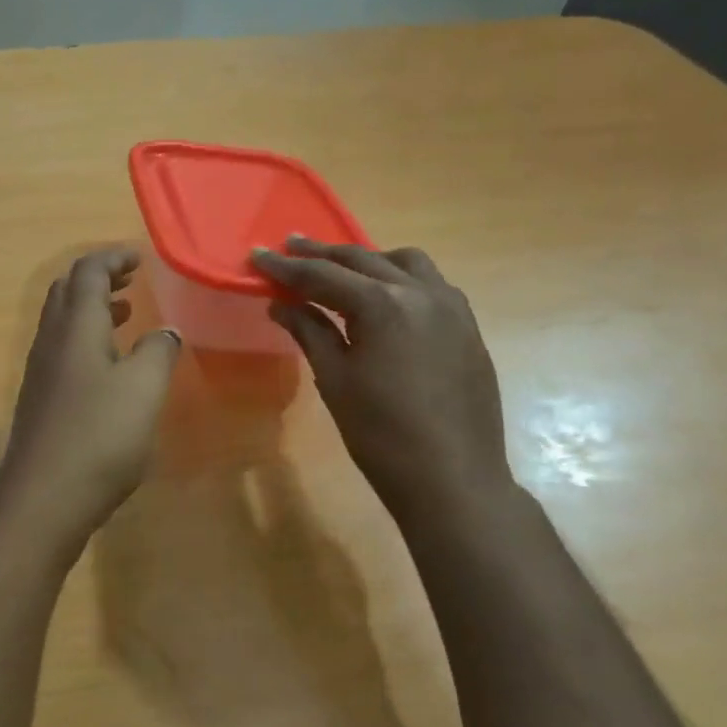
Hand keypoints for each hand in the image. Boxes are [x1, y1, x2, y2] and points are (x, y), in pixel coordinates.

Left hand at [0, 248, 180, 548]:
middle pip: (67, 292)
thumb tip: (166, 332)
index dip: (113, 258)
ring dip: (92, 309)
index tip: (140, 257)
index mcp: (75, 327)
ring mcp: (41, 372)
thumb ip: (158, 352)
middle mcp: (51, 341)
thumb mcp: (143, 389)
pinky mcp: (41, 401)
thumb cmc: (99, 436)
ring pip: (63, 323)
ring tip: (125, 313)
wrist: (44, 498)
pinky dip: (86, 340)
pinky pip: (62, 351)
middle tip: (131, 279)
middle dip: (98, 277)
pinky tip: (108, 366)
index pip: (88, 272)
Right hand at [252, 237, 512, 518]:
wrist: (451, 477)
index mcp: (383, 305)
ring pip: (405, 263)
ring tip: (342, 270)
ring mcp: (452, 307)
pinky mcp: (468, 327)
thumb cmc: (380, 434)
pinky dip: (401, 279)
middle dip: (322, 254)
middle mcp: (421, 292)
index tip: (257, 256)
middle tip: (290, 248)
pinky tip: (387, 299)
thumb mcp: (336, 381)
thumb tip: (281, 305)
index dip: (286, 267)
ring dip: (369, 260)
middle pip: (363, 259)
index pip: (323, 276)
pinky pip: (431, 285)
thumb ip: (310, 332)